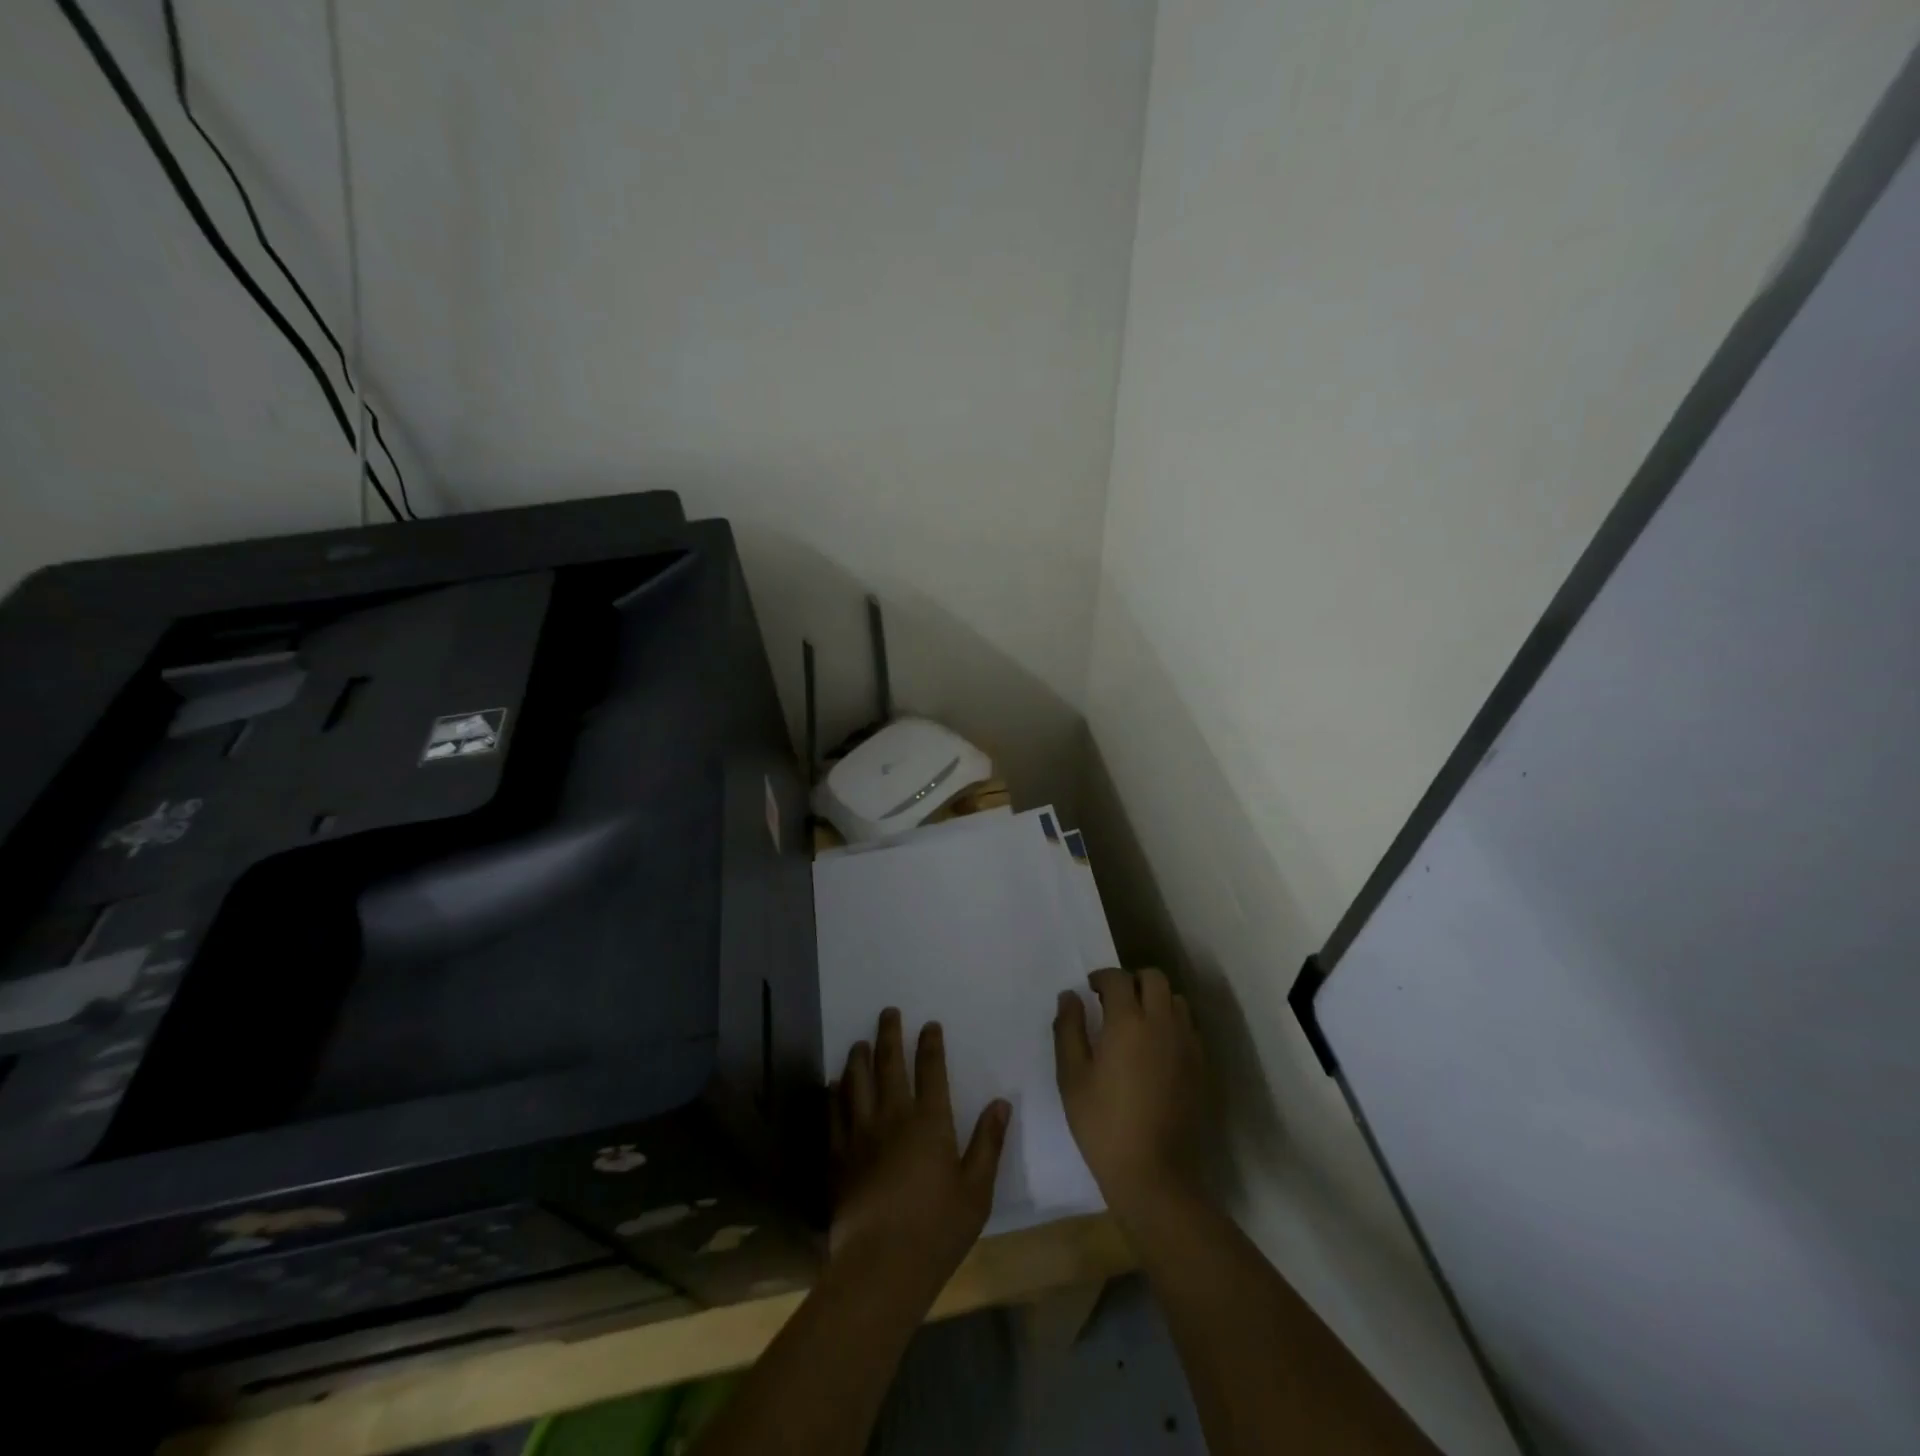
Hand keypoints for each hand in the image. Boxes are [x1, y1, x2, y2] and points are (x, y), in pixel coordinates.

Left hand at [829, 1008, 1010, 1289]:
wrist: (880, 1266)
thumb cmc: (937, 1229)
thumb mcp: (976, 1190)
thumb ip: (988, 1143)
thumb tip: (1000, 1103)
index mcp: (929, 1122)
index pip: (931, 1071)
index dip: (930, 1045)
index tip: (929, 1025)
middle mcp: (892, 1117)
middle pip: (889, 1065)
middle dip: (889, 1035)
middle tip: (887, 1012)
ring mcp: (860, 1135)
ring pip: (856, 1082)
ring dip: (858, 1058)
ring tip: (860, 1042)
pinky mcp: (838, 1157)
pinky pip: (834, 1115)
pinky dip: (834, 1095)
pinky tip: (833, 1085)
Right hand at [1054, 967, 1204, 1217]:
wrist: (1155, 1174)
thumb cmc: (1103, 1124)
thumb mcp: (1071, 1077)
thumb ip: (1069, 1028)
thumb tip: (1070, 995)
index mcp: (1128, 1022)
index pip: (1118, 978)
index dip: (1102, 977)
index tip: (1090, 989)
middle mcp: (1162, 1023)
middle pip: (1154, 978)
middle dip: (1132, 981)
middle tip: (1113, 1002)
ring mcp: (1187, 1044)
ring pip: (1176, 1000)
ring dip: (1156, 1000)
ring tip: (1137, 1023)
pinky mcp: (1201, 1066)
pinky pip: (1188, 1027)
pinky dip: (1172, 1024)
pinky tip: (1156, 1049)